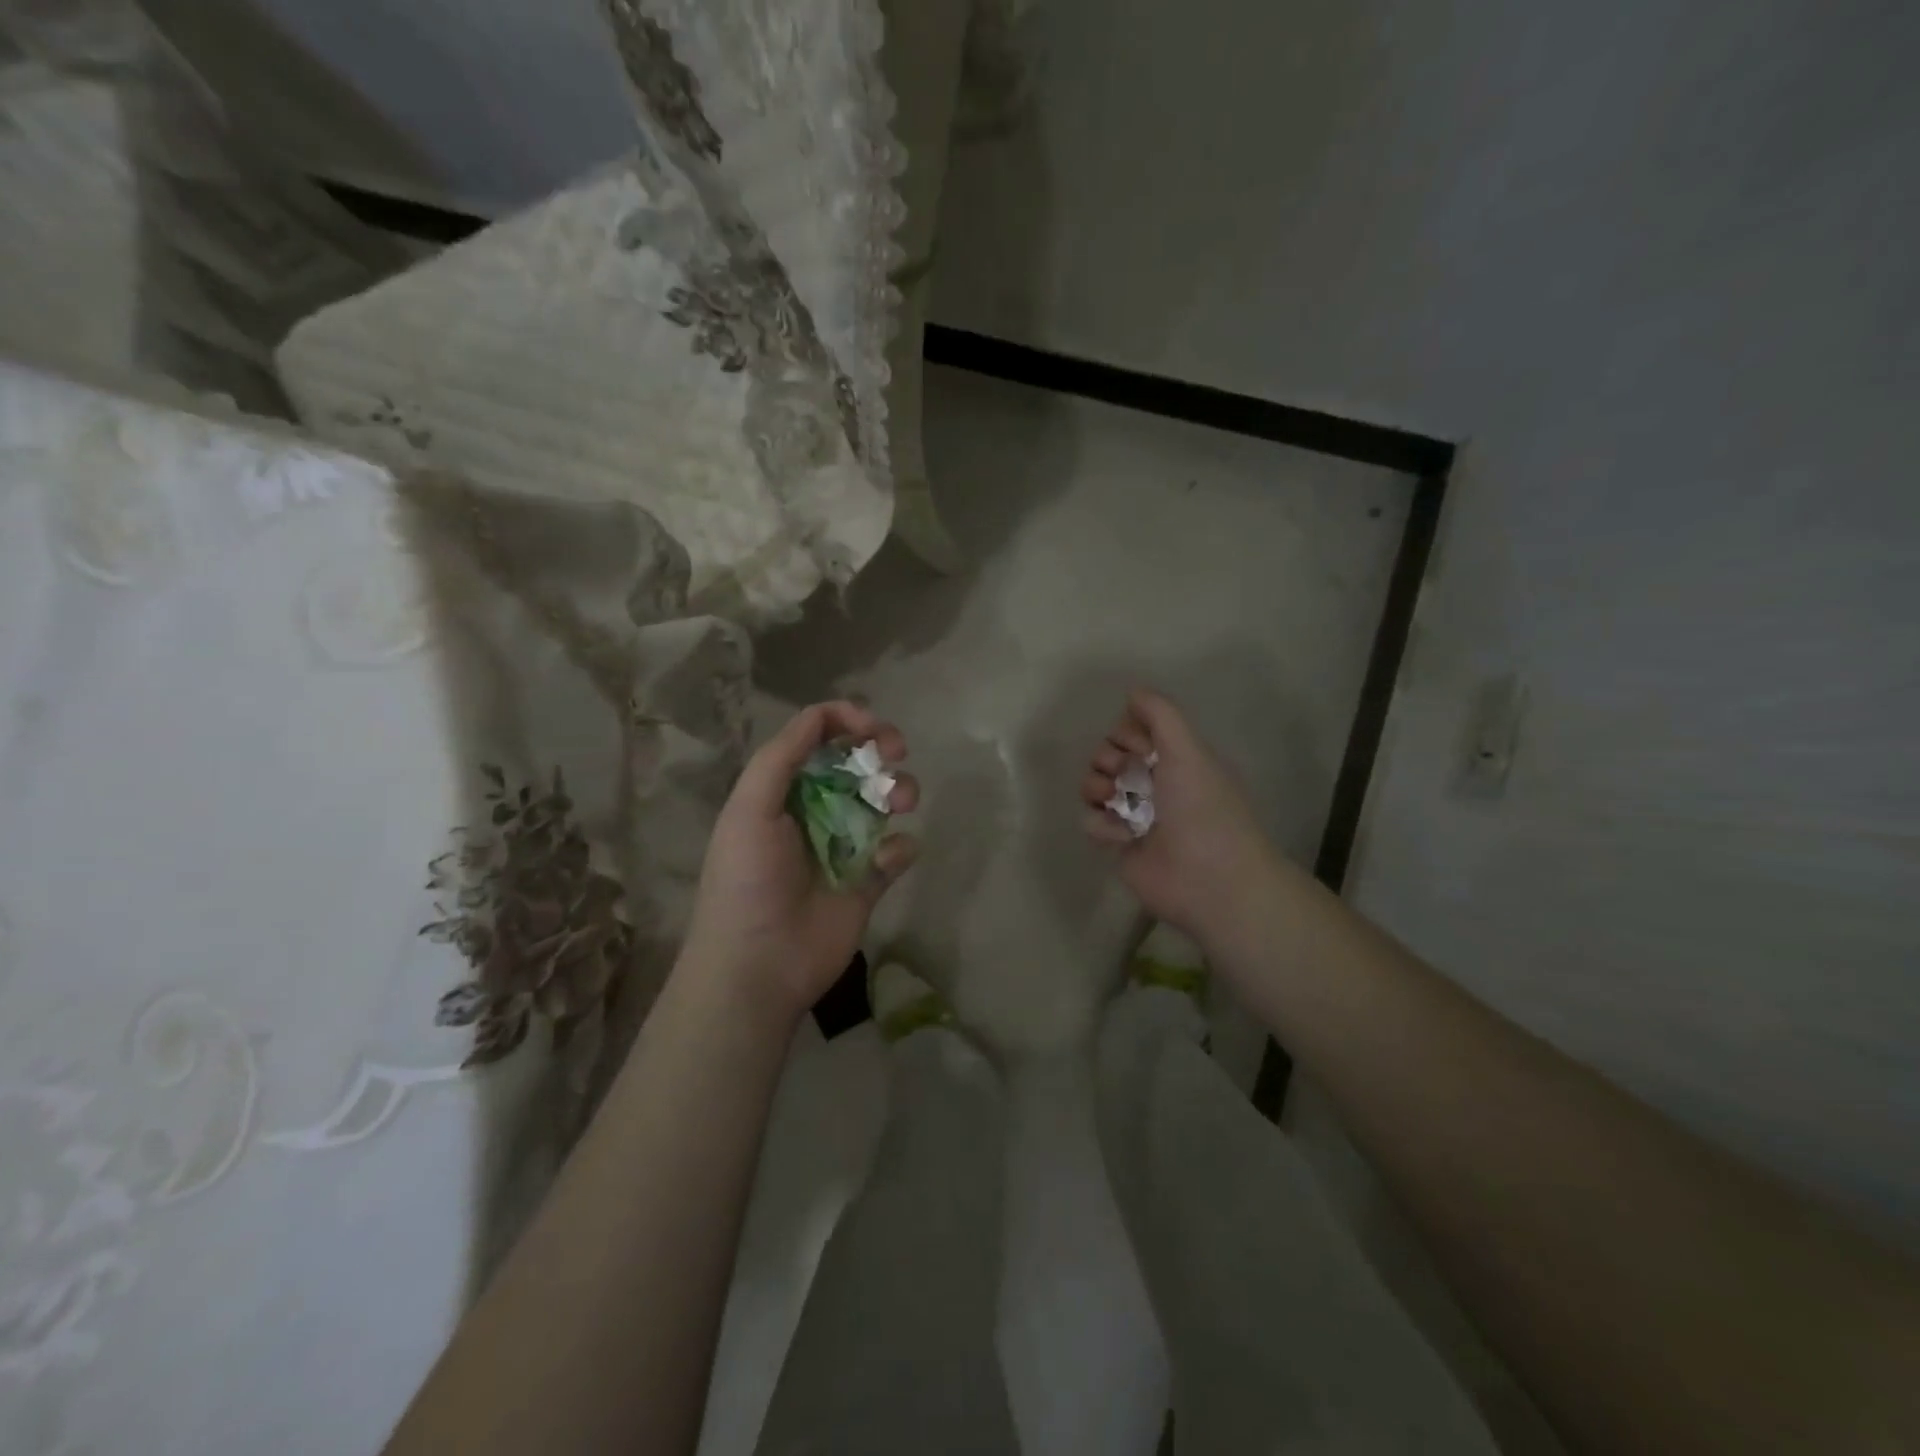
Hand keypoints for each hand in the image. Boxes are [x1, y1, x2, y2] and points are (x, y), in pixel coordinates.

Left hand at [681, 702, 918, 1019]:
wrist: (757, 965)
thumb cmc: (747, 879)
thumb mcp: (748, 808)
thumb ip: (781, 756)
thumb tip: (824, 715)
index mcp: (782, 789)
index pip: (818, 737)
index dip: (847, 722)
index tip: (873, 728)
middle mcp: (815, 810)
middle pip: (858, 763)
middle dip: (881, 749)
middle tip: (897, 752)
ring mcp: (845, 846)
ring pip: (884, 801)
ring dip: (899, 791)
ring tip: (902, 803)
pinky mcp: (868, 882)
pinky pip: (897, 851)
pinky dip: (901, 847)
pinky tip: (884, 860)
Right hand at [1081, 689, 1279, 944]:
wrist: (1208, 877)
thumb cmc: (1202, 807)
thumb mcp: (1187, 749)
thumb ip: (1160, 714)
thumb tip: (1133, 691)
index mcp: (1173, 758)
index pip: (1131, 730)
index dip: (1127, 733)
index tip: (1139, 745)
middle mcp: (1152, 782)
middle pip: (1107, 755)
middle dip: (1108, 759)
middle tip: (1124, 773)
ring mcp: (1133, 814)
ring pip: (1093, 785)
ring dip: (1098, 788)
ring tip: (1116, 802)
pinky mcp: (1118, 843)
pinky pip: (1091, 820)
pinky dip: (1102, 825)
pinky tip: (1123, 835)